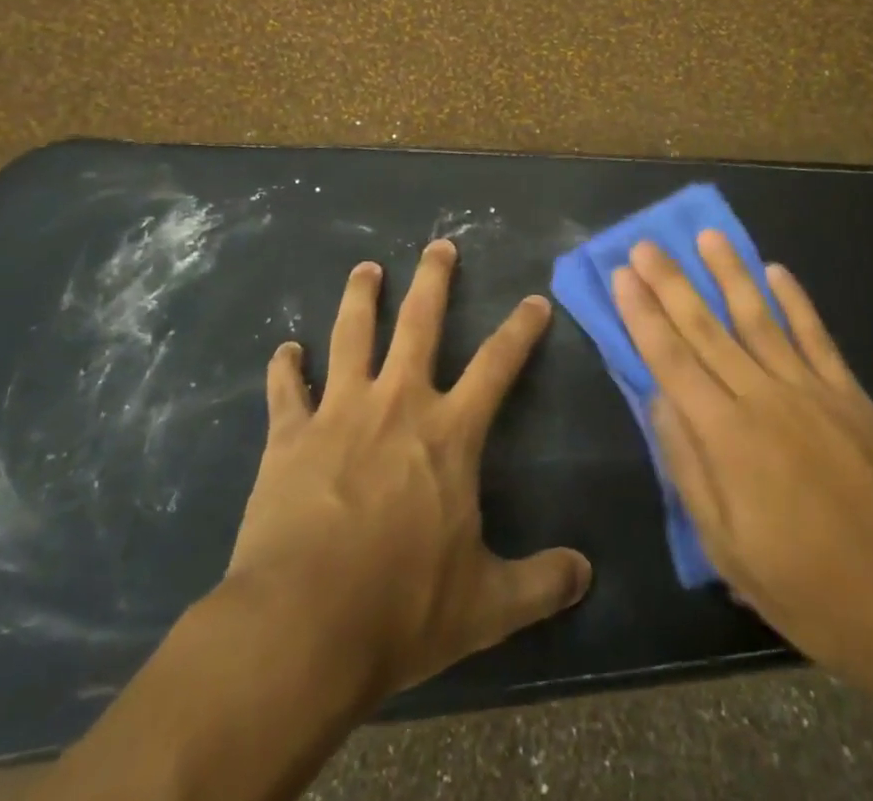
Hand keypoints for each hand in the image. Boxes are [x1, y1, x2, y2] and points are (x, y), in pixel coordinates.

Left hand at [215, 239, 592, 706]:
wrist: (302, 626)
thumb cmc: (401, 608)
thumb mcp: (486, 606)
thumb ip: (540, 583)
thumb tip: (587, 575)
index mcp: (449, 432)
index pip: (498, 364)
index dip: (520, 329)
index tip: (534, 301)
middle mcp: (397, 403)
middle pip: (419, 323)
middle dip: (433, 280)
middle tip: (438, 245)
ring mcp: (339, 412)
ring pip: (352, 335)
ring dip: (360, 297)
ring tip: (366, 269)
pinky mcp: (290, 436)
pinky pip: (287, 389)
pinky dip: (286, 367)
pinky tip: (286, 349)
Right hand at [611, 232, 872, 707]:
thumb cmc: (807, 588)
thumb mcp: (726, 547)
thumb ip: (687, 466)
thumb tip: (657, 399)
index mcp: (727, 436)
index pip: (671, 359)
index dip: (643, 314)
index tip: (621, 275)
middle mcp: (764, 398)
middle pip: (706, 328)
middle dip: (671, 283)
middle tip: (645, 244)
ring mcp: (812, 390)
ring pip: (759, 317)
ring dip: (729, 273)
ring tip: (706, 236)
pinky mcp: (851, 395)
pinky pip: (817, 336)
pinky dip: (795, 301)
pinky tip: (777, 271)